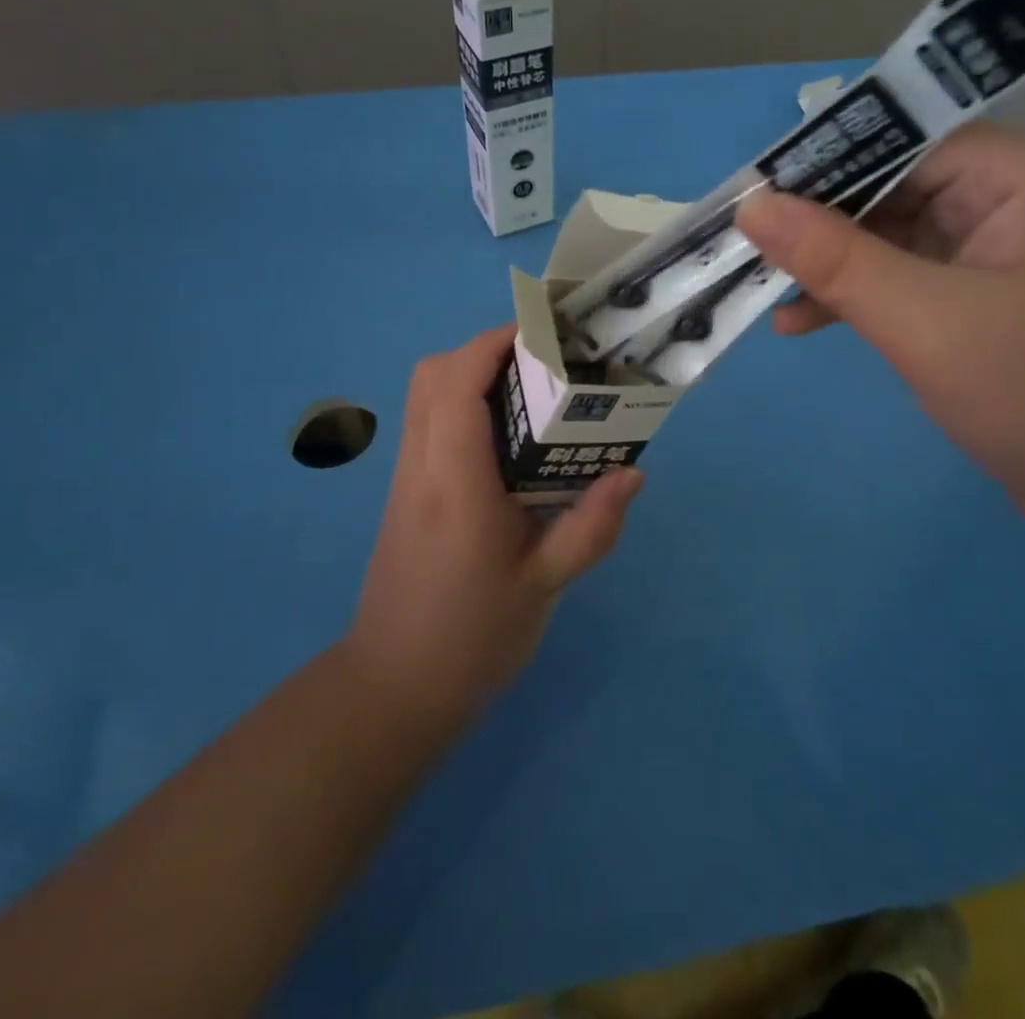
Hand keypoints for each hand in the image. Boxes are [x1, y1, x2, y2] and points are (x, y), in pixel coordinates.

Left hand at [345, 326, 642, 730]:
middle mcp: (421, 467)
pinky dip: (461, 405)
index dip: (494, 343)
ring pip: (424, 396)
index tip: (542, 335)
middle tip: (542, 366)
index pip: (458, 384)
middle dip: (484, 351)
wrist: (392, 689)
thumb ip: (590, 527)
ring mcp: (406, 479)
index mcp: (455, 483)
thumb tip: (632, 471)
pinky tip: (507, 443)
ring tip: (532, 395)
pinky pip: (427, 424)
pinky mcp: (405, 494)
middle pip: (432, 375)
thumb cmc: (470, 640)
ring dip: (471, 375)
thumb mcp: (543, 587)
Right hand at [735, 124, 1024, 544]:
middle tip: (744, 247)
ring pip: (891, 240)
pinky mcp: (982, 309)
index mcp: (1016, 178)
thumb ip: (837, 259)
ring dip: (830, 267)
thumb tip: (753, 206)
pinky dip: (857, 301)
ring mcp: (996, 259)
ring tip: (763, 289)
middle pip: (891, 189)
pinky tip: (801, 324)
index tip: (751, 193)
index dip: (822, 163)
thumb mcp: (927, 320)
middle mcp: (1008, 205)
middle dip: (818, 223)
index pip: (900, 140)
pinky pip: (904, 284)